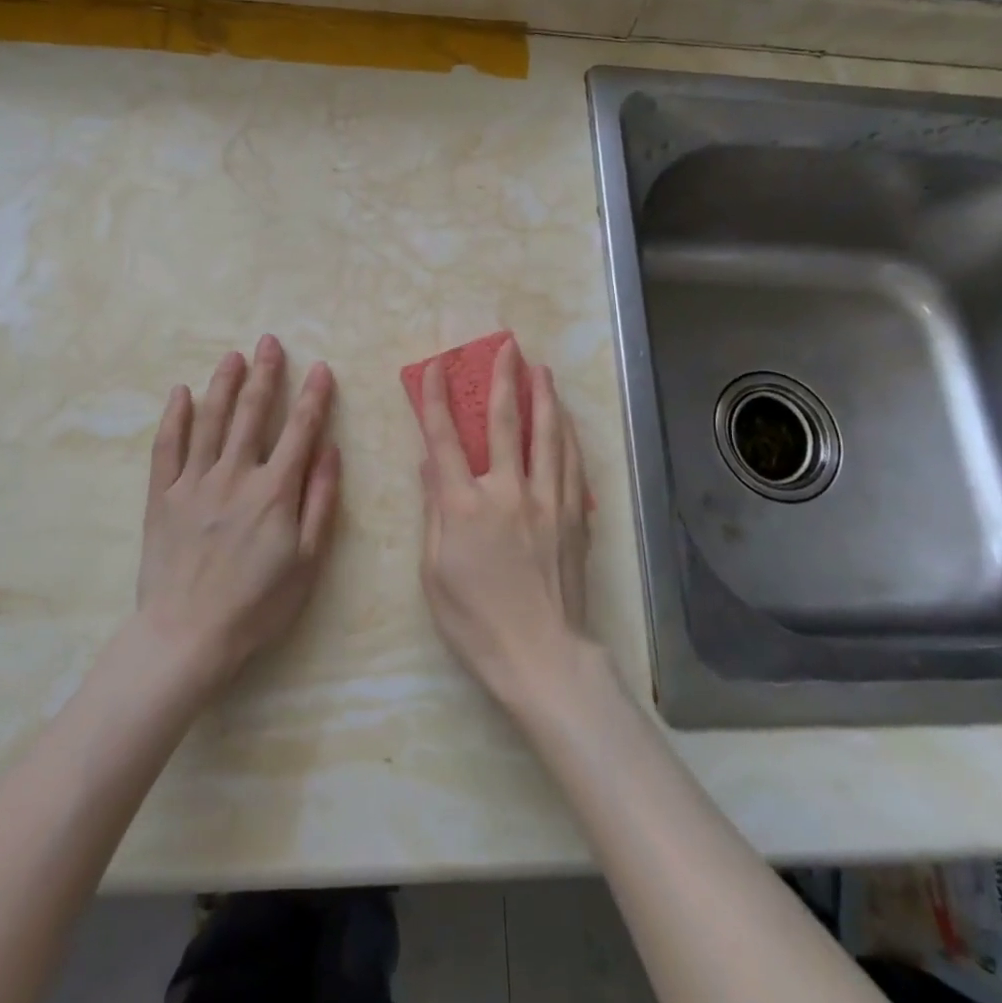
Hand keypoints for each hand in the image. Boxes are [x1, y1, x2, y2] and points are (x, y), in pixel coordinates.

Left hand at [137, 335, 339, 696]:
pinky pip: (167, 447)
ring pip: (210, 421)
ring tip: (233, 356)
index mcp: (274, 490)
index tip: (320, 368)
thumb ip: (320, 501)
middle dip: (265, 374)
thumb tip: (330, 451)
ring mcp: (194, 482)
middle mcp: (235, 474)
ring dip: (224, 384)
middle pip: (251, 413)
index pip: (300, 429)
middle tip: (269, 341)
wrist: (187, 637)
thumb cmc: (257, 604)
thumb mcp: (307, 560)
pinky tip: (180, 393)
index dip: (313, 396)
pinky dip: (174, 417)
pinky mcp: (163, 496)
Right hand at [413, 338, 593, 711]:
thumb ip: (433, 511)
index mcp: (463, 507)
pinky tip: (565, 420)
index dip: (435, 399)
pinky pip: (572, 464)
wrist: (541, 655)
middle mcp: (506, 493)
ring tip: (541, 369)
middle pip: (504, 424)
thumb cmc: (475, 620)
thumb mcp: (433, 571)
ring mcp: (546, 501)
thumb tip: (428, 465)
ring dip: (543, 397)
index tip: (435, 367)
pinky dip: (567, 435)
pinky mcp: (573, 516)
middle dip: (503, 379)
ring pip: (547, 436)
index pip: (443, 439)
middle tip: (507, 346)